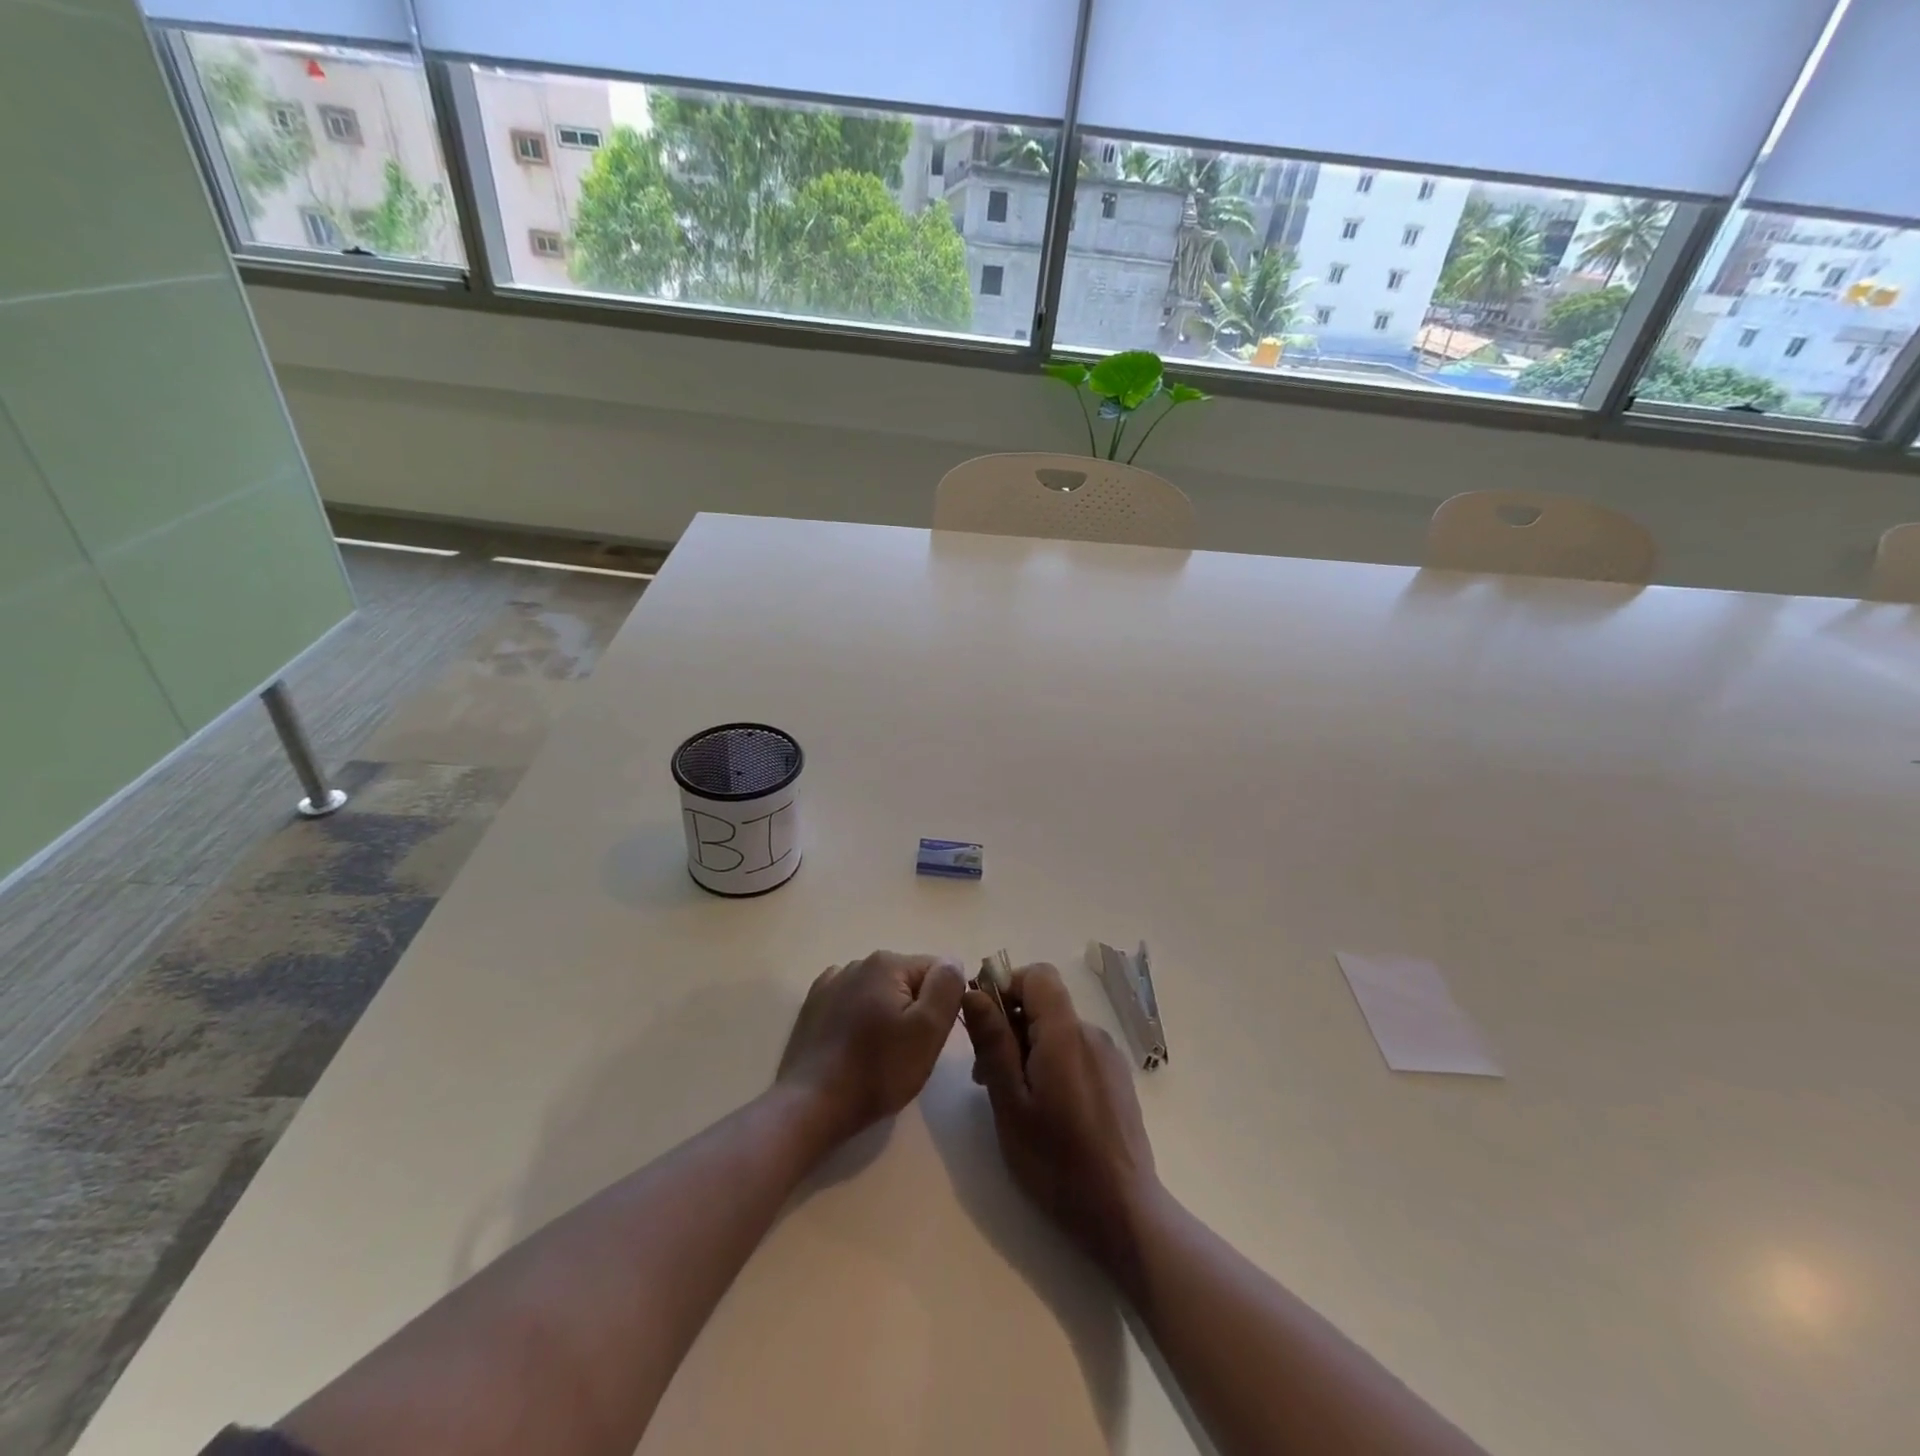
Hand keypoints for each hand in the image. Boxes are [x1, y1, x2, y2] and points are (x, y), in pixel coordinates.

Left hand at [777, 951, 965, 1142]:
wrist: (812, 1105)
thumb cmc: (877, 1070)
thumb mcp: (928, 1030)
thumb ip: (946, 986)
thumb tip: (952, 961)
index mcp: (887, 962)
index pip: (937, 971)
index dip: (942, 1004)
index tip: (931, 1038)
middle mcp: (858, 962)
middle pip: (907, 981)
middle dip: (915, 1010)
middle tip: (908, 1051)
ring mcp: (832, 982)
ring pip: (880, 992)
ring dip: (888, 1015)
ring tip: (880, 1054)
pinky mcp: (814, 1005)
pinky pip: (852, 1003)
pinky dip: (860, 1018)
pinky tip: (854, 1046)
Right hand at [962, 963, 1157, 1280]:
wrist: (1123, 1213)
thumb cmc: (1056, 1161)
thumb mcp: (1010, 1103)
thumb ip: (993, 1042)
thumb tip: (974, 992)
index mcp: (1065, 1033)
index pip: (1037, 975)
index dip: (1006, 986)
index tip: (983, 1023)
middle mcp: (1091, 1033)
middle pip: (1045, 1004)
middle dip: (1010, 1025)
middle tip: (986, 1076)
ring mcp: (1108, 1056)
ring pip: (1058, 1030)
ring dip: (1028, 1048)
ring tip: (1012, 1099)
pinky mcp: (1116, 1079)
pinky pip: (1076, 1051)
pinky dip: (1051, 1063)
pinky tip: (1044, 1110)